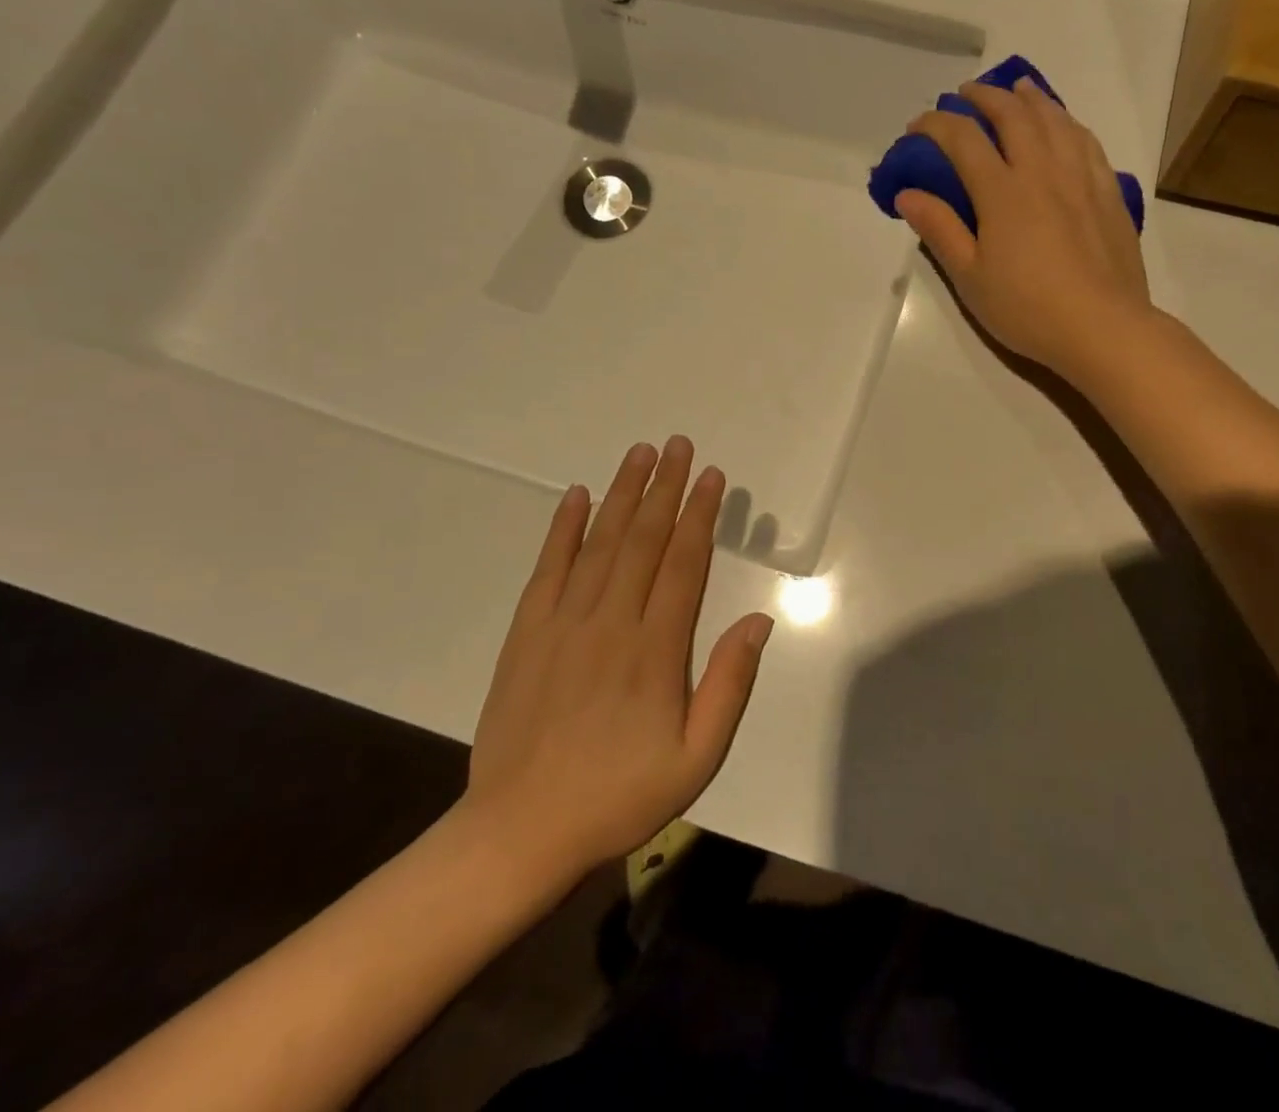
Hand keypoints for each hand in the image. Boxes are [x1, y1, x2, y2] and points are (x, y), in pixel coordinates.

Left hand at [461, 438, 772, 895]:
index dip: (700, 515)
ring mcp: (563, 624)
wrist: (520, 832)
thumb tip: (759, 621)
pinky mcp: (527, 633)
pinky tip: (577, 497)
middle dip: (665, 488)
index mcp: (655, 650)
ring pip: (600, 543)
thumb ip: (729, 685)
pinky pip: (549, 568)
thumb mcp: (696, 758)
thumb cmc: (619, 797)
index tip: (712, 477)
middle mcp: (610, 623)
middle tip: (679, 445)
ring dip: (622, 494)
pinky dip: (563, 529)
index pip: (683, 564)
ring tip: (640, 454)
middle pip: (643, 540)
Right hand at [896, 78, 1152, 381]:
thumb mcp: (970, 278)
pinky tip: (1063, 124)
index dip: (935, 125)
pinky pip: (1086, 141)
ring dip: (1030, 98)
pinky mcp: (1108, 192)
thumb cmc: (1027, 309)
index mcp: (1002, 193)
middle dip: (984, 97)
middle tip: (966, 95)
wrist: (1102, 327)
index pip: (963, 140)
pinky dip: (1067, 121)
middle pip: (1012, 115)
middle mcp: (1042, 171)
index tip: (917, 126)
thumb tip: (907, 193)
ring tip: (1016, 89)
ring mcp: (1080, 178)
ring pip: (1054, 120)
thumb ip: (940, 230)